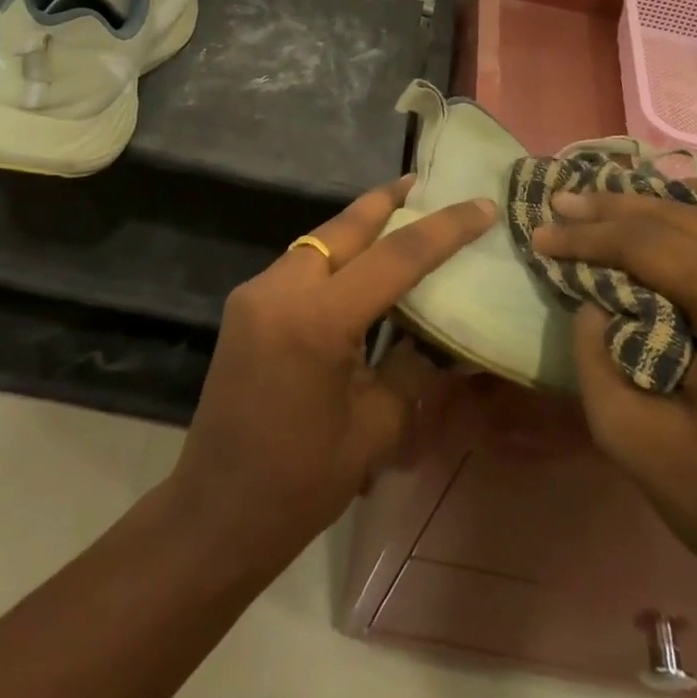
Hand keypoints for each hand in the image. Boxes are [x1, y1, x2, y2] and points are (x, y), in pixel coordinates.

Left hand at [167, 178, 494, 567]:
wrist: (215, 514)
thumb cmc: (301, 482)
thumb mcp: (377, 427)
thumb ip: (414, 366)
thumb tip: (444, 334)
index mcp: (317, 320)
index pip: (395, 257)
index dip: (444, 229)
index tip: (481, 206)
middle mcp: (281, 289)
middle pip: (345, 227)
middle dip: (388, 202)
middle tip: (426, 183)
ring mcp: (256, 293)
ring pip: (319, 239)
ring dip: (360, 227)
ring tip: (401, 213)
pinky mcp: (246, 305)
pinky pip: (300, 263)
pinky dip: (335, 254)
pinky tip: (360, 263)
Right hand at [534, 181, 696, 600]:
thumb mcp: (633, 440)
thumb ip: (594, 357)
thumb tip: (592, 302)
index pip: (651, 244)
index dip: (588, 236)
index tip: (540, 234)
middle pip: (689, 216)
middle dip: (618, 208)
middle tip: (566, 207)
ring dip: (677, 198)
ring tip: (627, 202)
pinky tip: (694, 222)